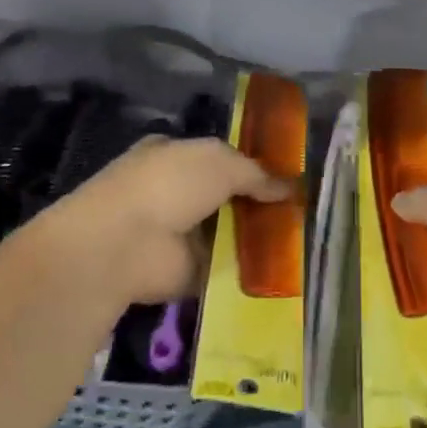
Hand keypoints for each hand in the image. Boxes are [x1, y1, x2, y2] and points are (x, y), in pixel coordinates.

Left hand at [48, 136, 293, 304]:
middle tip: (301, 213)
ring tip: (302, 241)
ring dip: (256, 239)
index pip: (217, 158)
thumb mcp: (219, 162)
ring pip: (227, 234)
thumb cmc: (168, 185)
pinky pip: (225, 268)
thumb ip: (255, 173)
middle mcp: (174, 192)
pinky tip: (283, 271)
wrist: (124, 244)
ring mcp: (179, 234)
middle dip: (258, 205)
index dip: (250, 166)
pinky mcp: (186, 271)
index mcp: (174, 155)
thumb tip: (289, 187)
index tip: (286, 178)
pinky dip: (248, 271)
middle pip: (225, 197)